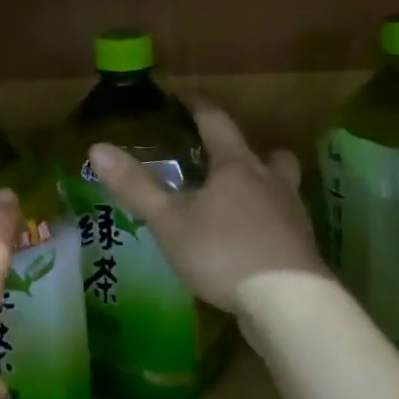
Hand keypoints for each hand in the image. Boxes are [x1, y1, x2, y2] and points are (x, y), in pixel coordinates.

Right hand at [89, 101, 329, 312]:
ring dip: (263, 185)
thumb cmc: (223, 252)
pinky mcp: (301, 248)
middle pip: (266, 152)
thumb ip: (135, 185)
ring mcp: (291, 215)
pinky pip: (283, 222)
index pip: (216, 122)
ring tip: (237, 203)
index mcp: (236, 167)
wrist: (287, 303)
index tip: (181, 95)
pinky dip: (267, 222)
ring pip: (282, 186)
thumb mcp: (169, 220)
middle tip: (220, 158)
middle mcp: (270, 182)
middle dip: (243, 150)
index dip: (197, 106)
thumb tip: (97, 148)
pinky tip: (250, 242)